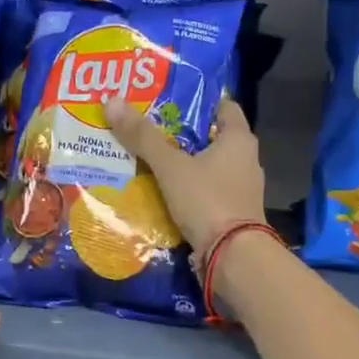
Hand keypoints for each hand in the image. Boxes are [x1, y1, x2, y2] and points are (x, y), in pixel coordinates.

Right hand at [103, 95, 266, 255]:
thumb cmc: (207, 200)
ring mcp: (241, 190)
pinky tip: (163, 192)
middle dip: (183, 135)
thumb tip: (112, 101)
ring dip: (184, 165)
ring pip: (208, 167)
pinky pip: (206, 193)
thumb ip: (143, 137)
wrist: (233, 257)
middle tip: (149, 129)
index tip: (169, 101)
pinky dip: (188, 190)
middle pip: (212, 138)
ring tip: (151, 161)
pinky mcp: (233, 214)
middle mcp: (246, 160)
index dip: (199, 101)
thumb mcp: (170, 166)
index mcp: (239, 139)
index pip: (224, 107)